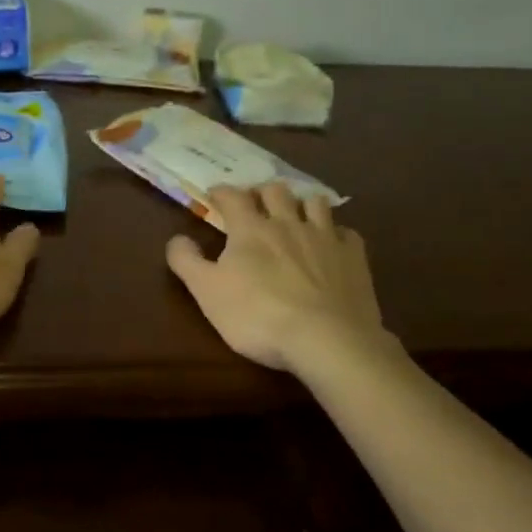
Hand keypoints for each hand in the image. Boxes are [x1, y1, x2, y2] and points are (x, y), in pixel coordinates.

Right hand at [166, 183, 389, 373]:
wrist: (326, 340)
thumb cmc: (258, 316)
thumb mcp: (207, 292)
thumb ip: (187, 261)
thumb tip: (176, 238)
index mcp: (250, 229)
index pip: (233, 197)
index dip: (222, 192)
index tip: (215, 194)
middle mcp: (288, 223)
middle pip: (276, 191)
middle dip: (263, 191)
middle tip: (257, 202)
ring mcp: (325, 237)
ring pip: (315, 203)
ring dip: (302, 203)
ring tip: (296, 213)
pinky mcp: (354, 257)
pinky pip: (346, 233)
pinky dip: (336, 233)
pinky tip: (333, 243)